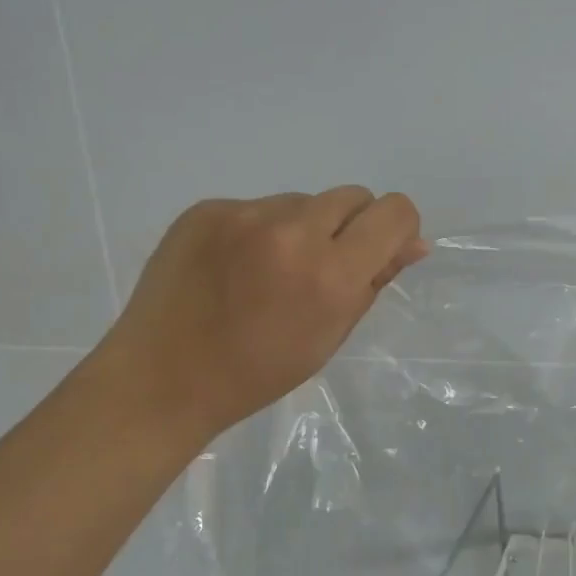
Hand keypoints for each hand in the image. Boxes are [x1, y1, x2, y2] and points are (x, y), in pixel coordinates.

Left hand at [99, 188, 428, 439]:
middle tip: (322, 268)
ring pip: (302, 202)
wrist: (162, 379)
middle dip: (351, 227)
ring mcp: (243, 214)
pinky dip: (259, 231)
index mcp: (330, 274)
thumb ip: (375, 281)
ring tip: (268, 272)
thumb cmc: (258, 372)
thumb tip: (414, 244)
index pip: (393, 212)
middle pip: (352, 197)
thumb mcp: (331, 335)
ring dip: (303, 228)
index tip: (380, 252)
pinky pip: (257, 207)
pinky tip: (234, 267)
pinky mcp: (207, 209)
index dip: (397, 229)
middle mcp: (290, 232)